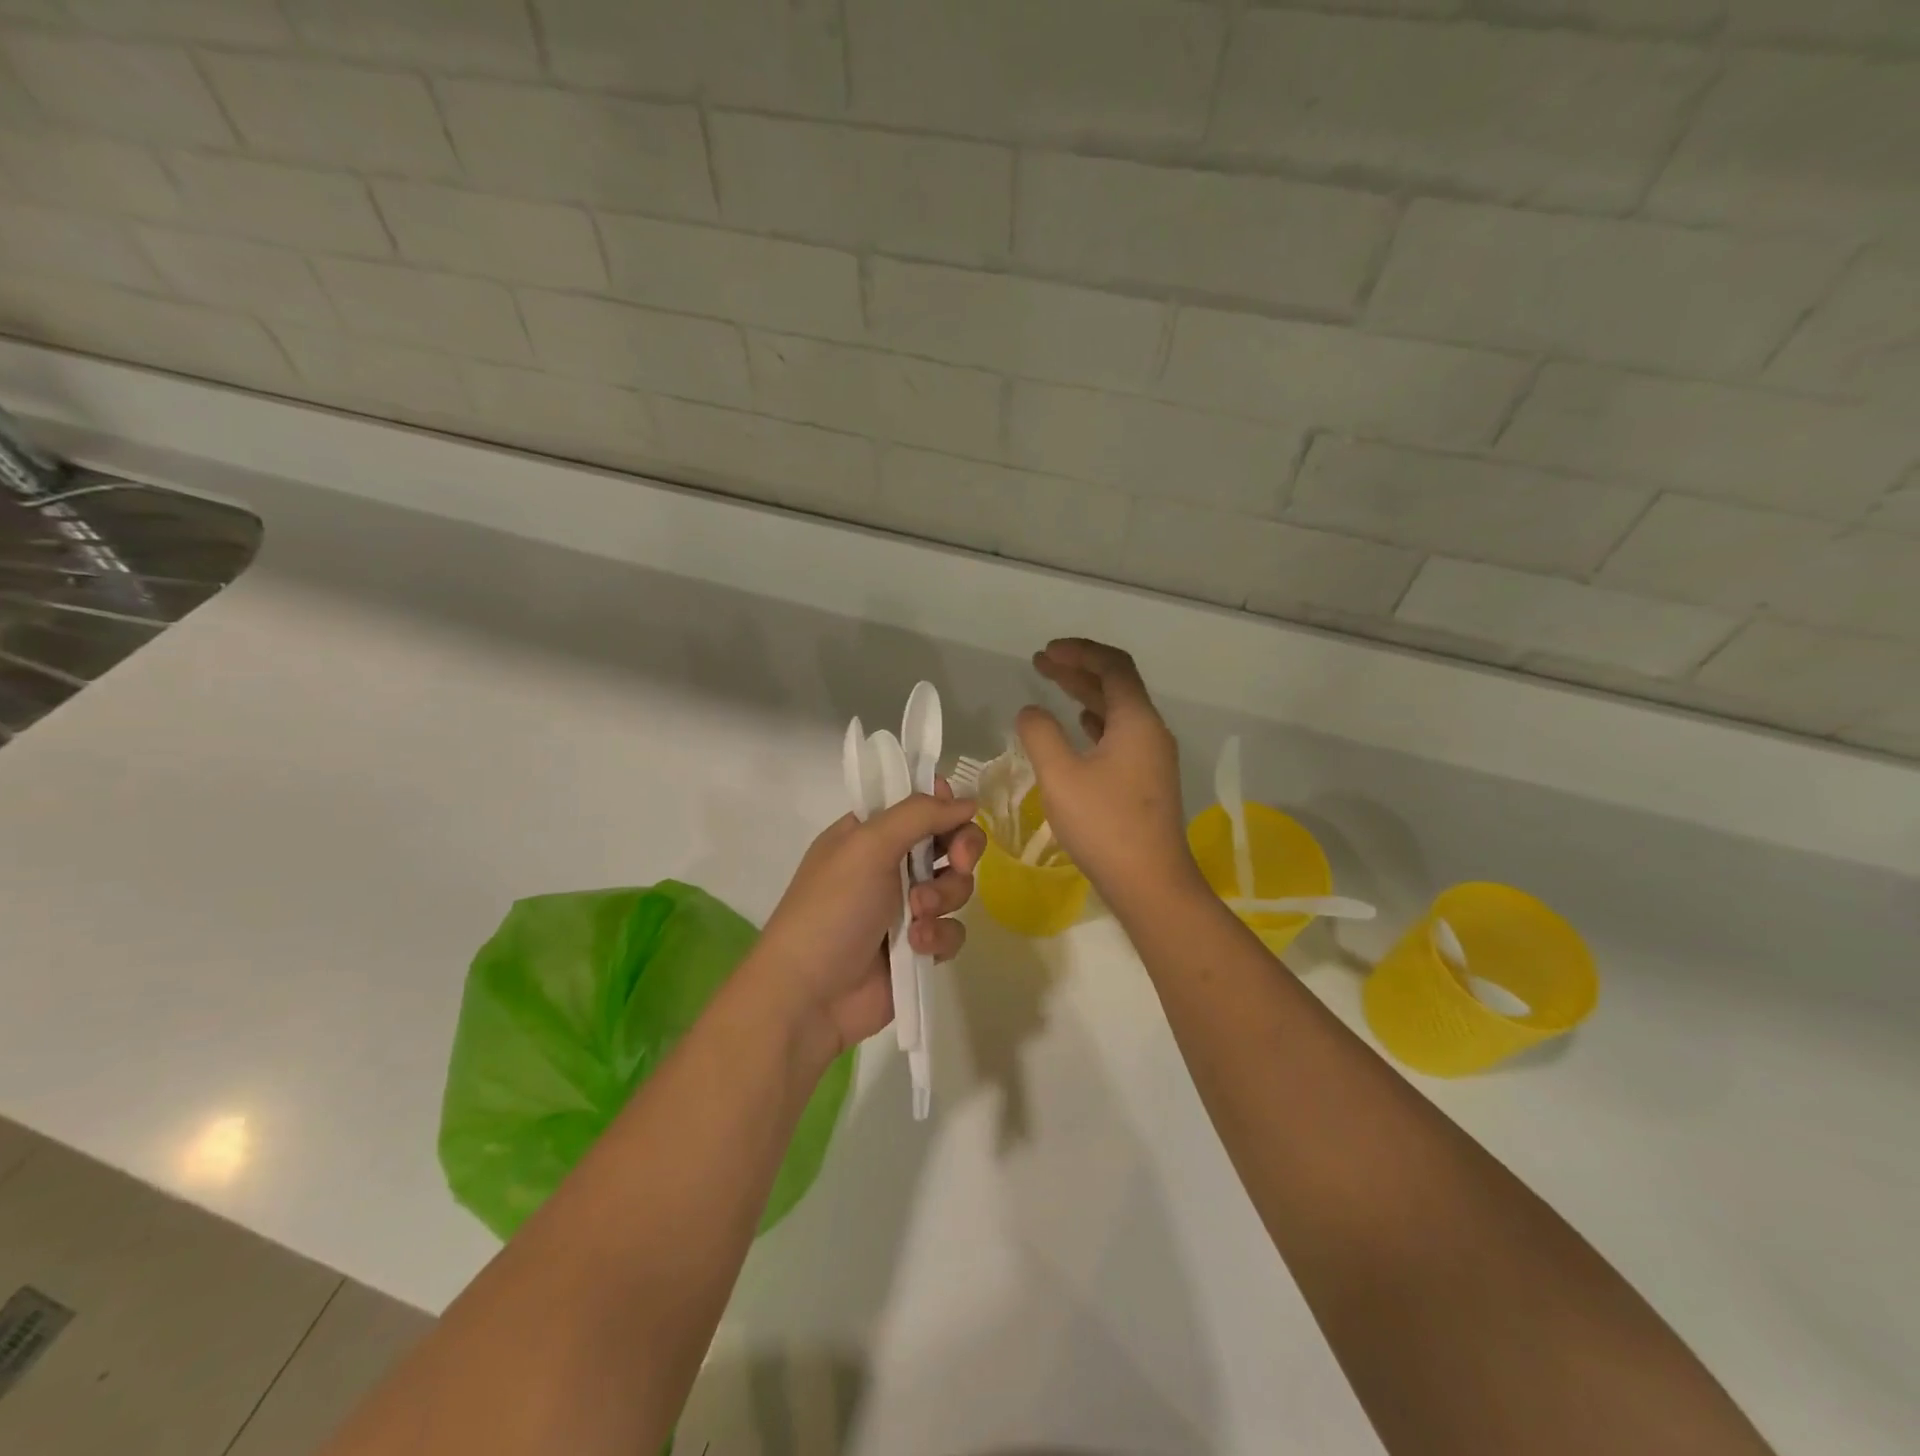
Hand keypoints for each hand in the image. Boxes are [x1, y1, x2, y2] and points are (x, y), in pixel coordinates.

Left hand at [749, 781, 985, 1068]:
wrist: (810, 996)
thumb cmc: (833, 908)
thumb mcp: (868, 846)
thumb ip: (919, 814)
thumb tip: (968, 802)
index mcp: (868, 834)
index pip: (918, 804)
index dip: (944, 806)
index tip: (958, 814)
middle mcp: (888, 865)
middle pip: (948, 841)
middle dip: (960, 850)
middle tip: (958, 861)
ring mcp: (905, 908)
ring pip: (955, 886)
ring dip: (943, 897)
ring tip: (917, 916)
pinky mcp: (919, 947)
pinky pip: (952, 929)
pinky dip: (938, 936)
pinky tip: (916, 947)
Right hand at [1017, 639, 1202, 906]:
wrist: (1150, 883)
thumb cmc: (1104, 825)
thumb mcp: (1060, 775)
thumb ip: (1040, 734)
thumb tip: (1031, 712)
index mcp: (1136, 721)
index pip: (1112, 666)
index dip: (1079, 652)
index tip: (1045, 652)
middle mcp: (1150, 731)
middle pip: (1116, 685)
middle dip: (1078, 669)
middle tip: (1041, 662)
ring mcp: (1152, 757)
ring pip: (1118, 711)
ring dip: (1085, 694)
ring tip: (1053, 686)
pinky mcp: (1146, 781)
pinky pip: (1121, 735)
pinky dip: (1096, 722)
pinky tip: (1080, 726)